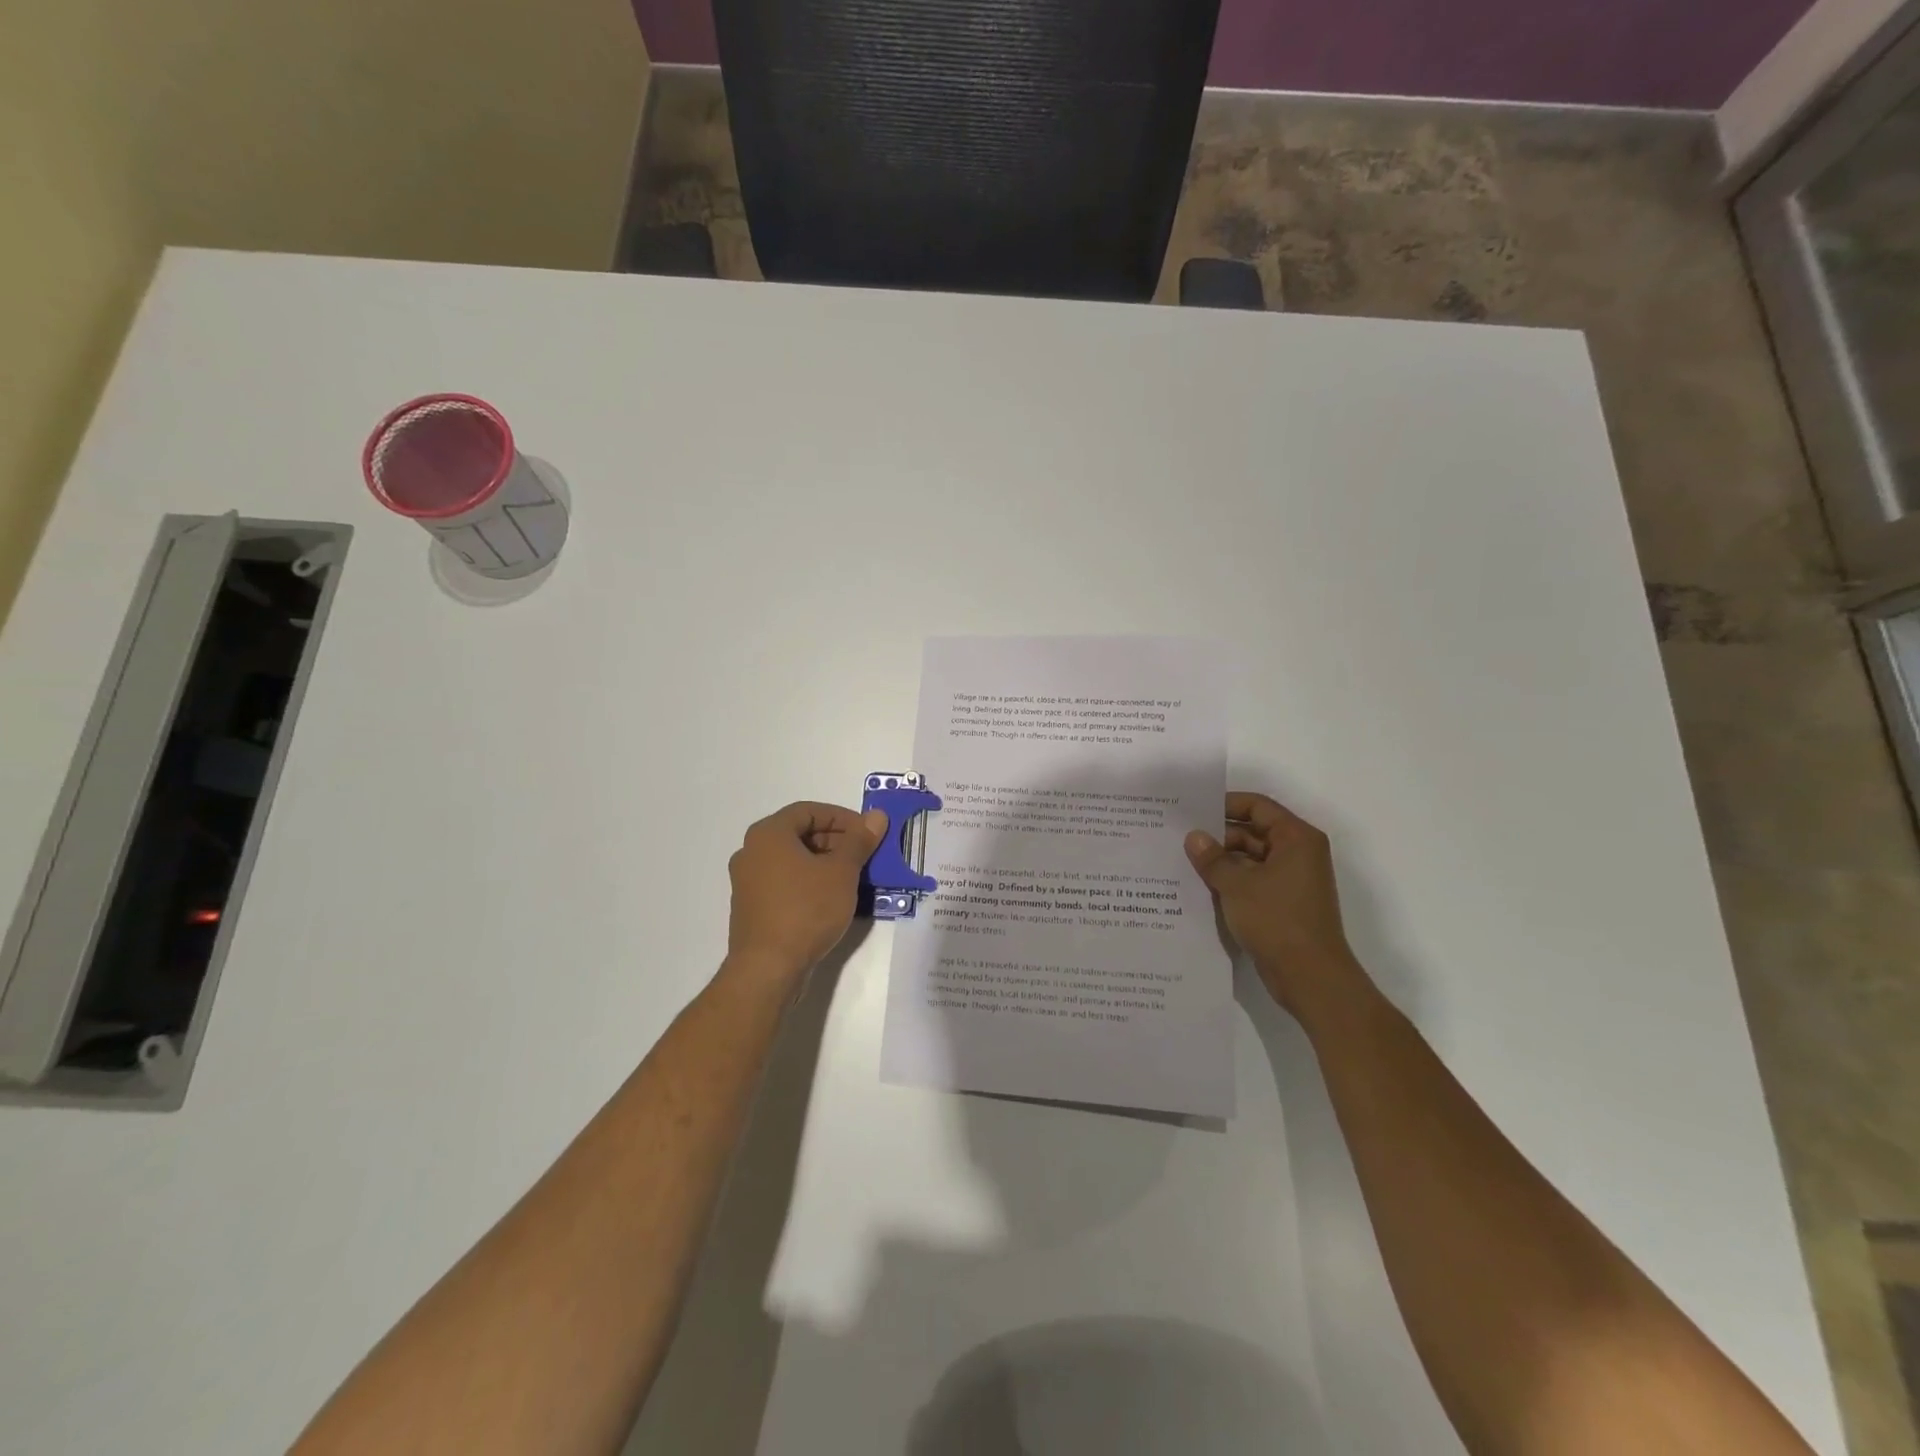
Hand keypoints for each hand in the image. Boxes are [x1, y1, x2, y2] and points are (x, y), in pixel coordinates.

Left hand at [725, 802, 887, 987]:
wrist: (768, 969)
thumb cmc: (806, 910)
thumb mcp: (841, 872)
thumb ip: (859, 841)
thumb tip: (876, 816)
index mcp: (768, 834)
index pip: (809, 811)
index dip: (842, 818)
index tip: (867, 833)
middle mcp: (751, 852)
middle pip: (799, 834)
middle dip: (836, 842)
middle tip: (865, 856)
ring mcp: (747, 882)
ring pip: (793, 861)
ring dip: (824, 864)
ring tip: (854, 879)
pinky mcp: (751, 908)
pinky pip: (784, 883)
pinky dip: (809, 883)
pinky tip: (832, 901)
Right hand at [1185, 792, 1364, 1015]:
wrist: (1310, 977)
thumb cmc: (1277, 920)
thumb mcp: (1236, 885)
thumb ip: (1212, 858)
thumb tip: (1193, 837)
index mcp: (1296, 839)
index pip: (1258, 806)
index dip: (1225, 804)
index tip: (1193, 810)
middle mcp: (1298, 854)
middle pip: (1253, 832)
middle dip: (1218, 836)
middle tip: (1180, 838)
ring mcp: (1292, 880)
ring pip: (1251, 859)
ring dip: (1222, 861)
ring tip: (1183, 861)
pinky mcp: (1284, 904)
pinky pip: (1253, 881)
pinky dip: (1231, 881)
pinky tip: (1200, 886)